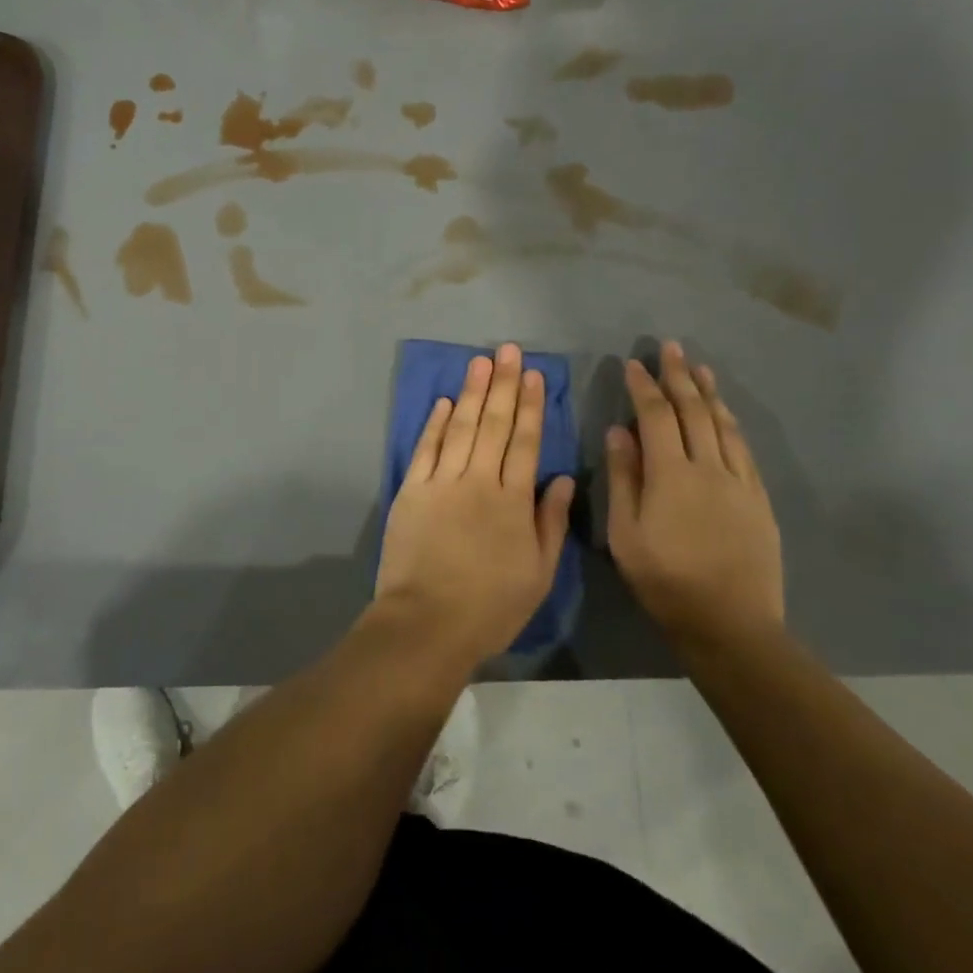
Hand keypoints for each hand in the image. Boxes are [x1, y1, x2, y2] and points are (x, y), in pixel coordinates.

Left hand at [374, 343, 575, 669]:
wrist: (427, 622)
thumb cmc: (491, 606)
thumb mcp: (538, 573)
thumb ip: (550, 523)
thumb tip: (560, 479)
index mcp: (513, 500)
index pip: (525, 442)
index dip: (531, 406)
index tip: (535, 375)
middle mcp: (478, 481)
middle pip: (494, 424)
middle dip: (504, 384)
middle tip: (508, 350)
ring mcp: (441, 482)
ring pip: (462, 427)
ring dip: (473, 392)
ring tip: (481, 362)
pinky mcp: (412, 490)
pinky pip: (426, 448)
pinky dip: (436, 423)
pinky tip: (446, 401)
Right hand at [606, 342, 784, 656]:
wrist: (732, 624)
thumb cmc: (666, 580)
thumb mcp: (626, 534)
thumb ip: (623, 479)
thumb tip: (618, 432)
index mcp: (671, 475)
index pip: (655, 417)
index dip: (644, 387)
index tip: (634, 363)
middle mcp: (708, 468)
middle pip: (693, 411)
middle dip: (680, 377)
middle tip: (671, 348)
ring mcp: (739, 482)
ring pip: (723, 425)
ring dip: (709, 393)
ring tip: (700, 368)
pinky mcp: (759, 499)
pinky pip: (744, 449)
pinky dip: (731, 424)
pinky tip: (726, 415)